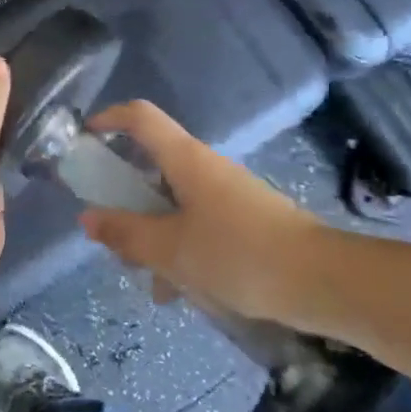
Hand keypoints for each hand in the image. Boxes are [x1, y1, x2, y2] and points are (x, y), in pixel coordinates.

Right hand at [79, 100, 341, 331]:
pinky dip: (183, 251)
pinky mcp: (247, 222)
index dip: (109, 119)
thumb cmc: (239, 254)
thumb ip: (126, 233)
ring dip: (155, 236)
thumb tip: (87, 218)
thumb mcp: (171, 249)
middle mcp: (206, 168)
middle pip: (153, 166)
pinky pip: (200, 226)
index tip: (85, 140)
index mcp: (185, 159)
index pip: (140, 116)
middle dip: (127, 199)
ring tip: (150, 282)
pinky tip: (183, 294)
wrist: (325, 282)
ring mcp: (229, 195)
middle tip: (113, 235)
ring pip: (175, 204)